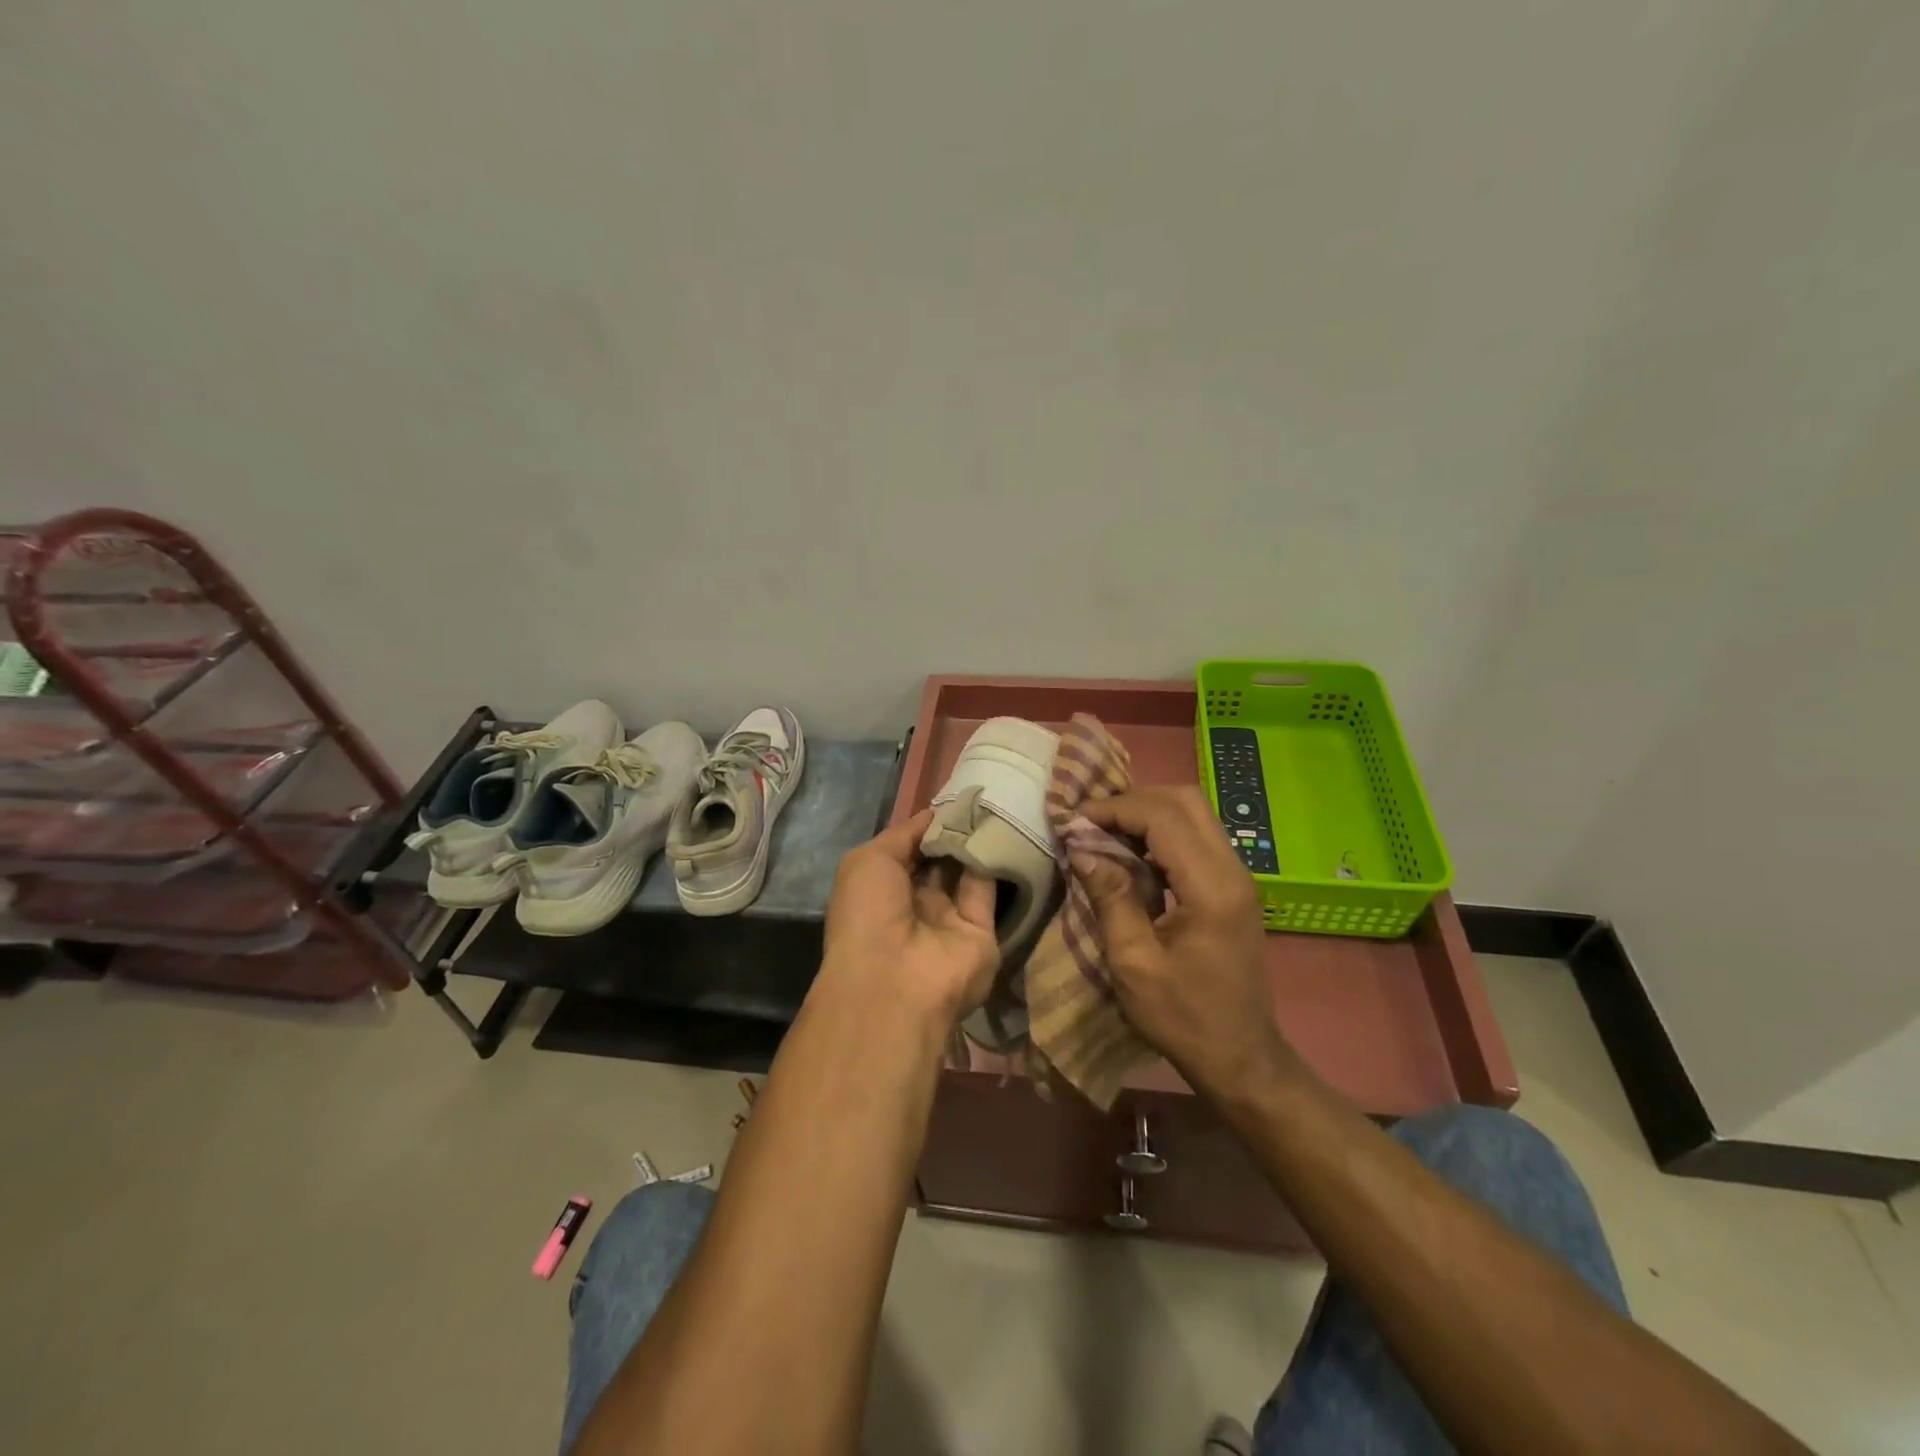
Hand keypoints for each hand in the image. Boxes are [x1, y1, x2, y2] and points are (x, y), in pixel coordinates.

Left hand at [820, 809, 1000, 1026]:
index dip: (928, 825)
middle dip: (955, 829)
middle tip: (979, 796)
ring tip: (994, 803)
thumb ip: (904, 834)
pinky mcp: (982, 931)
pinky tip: (1002, 828)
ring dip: (976, 840)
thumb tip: (935, 814)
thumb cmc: (868, 914)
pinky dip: (995, 860)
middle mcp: (917, 903)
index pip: (910, 849)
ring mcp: (950, 919)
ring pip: (967, 871)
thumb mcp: (869, 860)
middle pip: (941, 859)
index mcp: (883, 889)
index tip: (953, 797)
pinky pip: (989, 888)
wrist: (894, 982)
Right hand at [1076, 786, 1301, 1101]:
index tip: (1074, 821)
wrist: (1241, 1057)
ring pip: (1193, 814)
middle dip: (1133, 801)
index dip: (1115, 809)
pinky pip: (1196, 837)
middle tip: (1091, 823)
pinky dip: (1161, 833)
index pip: (1163, 817)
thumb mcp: (1133, 962)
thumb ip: (1110, 897)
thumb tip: (1081, 847)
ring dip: (1147, 814)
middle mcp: (1232, 870)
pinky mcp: (1233, 886)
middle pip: (1184, 800)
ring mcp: (1238, 876)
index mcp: (1211, 888)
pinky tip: (1131, 856)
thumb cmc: (1183, 1018)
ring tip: (1105, 835)